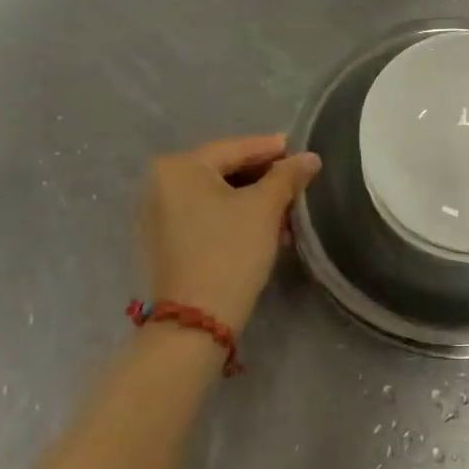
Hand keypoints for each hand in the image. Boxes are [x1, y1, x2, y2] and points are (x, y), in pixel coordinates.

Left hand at [141, 135, 320, 330]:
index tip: (299, 149)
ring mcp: (158, 215)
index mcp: (178, 167)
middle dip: (263, 178)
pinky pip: (206, 215)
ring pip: (217, 195)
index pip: (234, 148)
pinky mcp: (165, 241)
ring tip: (287, 209)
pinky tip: (263, 227)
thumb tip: (309, 157)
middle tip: (297, 181)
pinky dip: (234, 216)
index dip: (271, 148)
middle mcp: (160, 184)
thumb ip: (287, 176)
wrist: (196, 320)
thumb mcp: (265, 208)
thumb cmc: (230, 251)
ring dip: (253, 200)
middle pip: (224, 171)